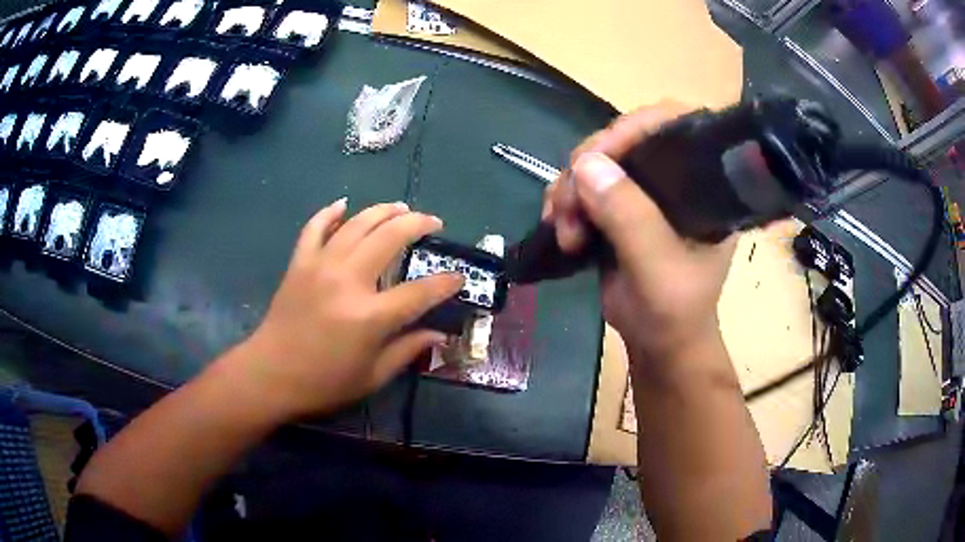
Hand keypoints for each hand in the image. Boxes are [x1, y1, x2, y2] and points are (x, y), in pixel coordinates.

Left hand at [232, 199, 462, 419]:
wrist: (270, 375)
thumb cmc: (323, 383)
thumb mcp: (372, 377)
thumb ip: (407, 351)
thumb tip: (439, 334)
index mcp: (369, 317)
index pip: (419, 291)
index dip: (445, 283)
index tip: (458, 277)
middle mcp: (348, 281)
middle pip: (390, 238)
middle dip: (418, 225)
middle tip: (433, 223)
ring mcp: (320, 266)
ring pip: (357, 224)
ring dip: (383, 211)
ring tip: (401, 207)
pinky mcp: (299, 263)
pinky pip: (314, 227)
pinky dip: (329, 212)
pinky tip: (343, 204)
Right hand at [545, 102, 736, 360]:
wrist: (658, 345)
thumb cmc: (674, 312)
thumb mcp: (658, 269)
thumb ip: (630, 219)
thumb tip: (586, 164)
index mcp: (702, 185)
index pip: (674, 126)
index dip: (636, 126)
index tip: (599, 152)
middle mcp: (674, 179)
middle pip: (625, 140)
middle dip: (589, 167)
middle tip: (570, 206)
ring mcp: (644, 192)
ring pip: (596, 163)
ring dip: (570, 190)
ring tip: (565, 231)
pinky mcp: (618, 208)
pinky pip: (583, 186)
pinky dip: (564, 202)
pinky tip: (560, 229)